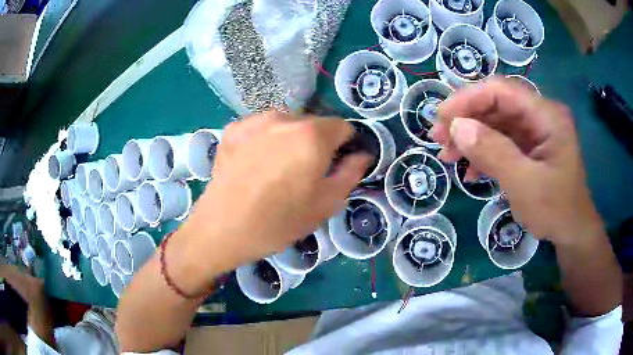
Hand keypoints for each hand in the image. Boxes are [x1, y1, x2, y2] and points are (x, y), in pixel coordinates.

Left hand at [173, 112, 371, 293]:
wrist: (222, 229)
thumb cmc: (279, 221)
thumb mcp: (326, 204)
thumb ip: (351, 173)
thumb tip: (362, 154)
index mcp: (312, 134)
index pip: (343, 127)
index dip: (345, 146)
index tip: (337, 165)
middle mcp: (284, 117)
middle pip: (314, 124)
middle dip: (317, 144)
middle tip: (305, 174)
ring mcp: (254, 121)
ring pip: (286, 125)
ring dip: (290, 141)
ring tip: (278, 170)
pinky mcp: (233, 130)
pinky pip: (261, 129)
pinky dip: (265, 140)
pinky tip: (255, 164)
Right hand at [432, 77, 602, 244]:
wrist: (572, 232)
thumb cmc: (556, 210)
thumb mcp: (525, 185)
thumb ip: (493, 153)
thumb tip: (457, 127)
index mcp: (546, 115)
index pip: (502, 91)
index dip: (469, 98)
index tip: (441, 117)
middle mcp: (540, 116)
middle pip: (496, 104)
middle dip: (466, 119)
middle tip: (438, 138)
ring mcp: (535, 131)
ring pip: (495, 123)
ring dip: (470, 137)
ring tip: (448, 156)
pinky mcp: (529, 147)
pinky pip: (502, 141)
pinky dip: (483, 153)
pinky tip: (470, 172)